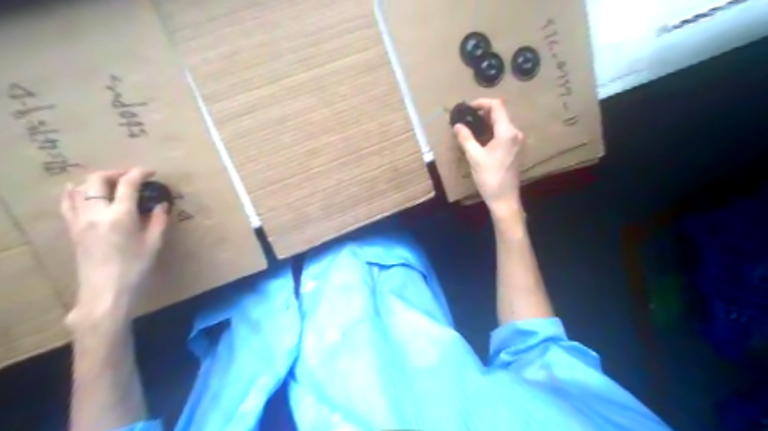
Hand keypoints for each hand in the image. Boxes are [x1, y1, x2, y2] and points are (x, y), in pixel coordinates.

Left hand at [61, 166, 168, 324]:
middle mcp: (96, 213)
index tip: (151, 171)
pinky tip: (78, 190)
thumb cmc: (135, 267)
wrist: (105, 290)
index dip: (139, 173)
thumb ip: (158, 220)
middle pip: (98, 180)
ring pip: (79, 188)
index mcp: (120, 216)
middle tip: (131, 177)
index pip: (128, 184)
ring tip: (111, 184)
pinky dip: (73, 192)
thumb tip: (161, 204)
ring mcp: (80, 220)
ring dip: (96, 181)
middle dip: (116, 173)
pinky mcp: (72, 229)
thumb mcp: (154, 243)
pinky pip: (67, 203)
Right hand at [452, 99, 525, 216]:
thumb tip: (457, 125)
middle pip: (500, 114)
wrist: (504, 198)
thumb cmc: (489, 178)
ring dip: (487, 122)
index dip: (482, 103)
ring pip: (502, 124)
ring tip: (470, 127)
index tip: (468, 108)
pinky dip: (491, 131)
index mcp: (507, 132)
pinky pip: (503, 133)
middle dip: (483, 112)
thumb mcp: (474, 157)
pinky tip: (480, 139)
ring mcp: (517, 142)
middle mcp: (515, 133)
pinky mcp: (515, 149)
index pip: (497, 106)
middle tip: (466, 118)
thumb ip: (466, 138)